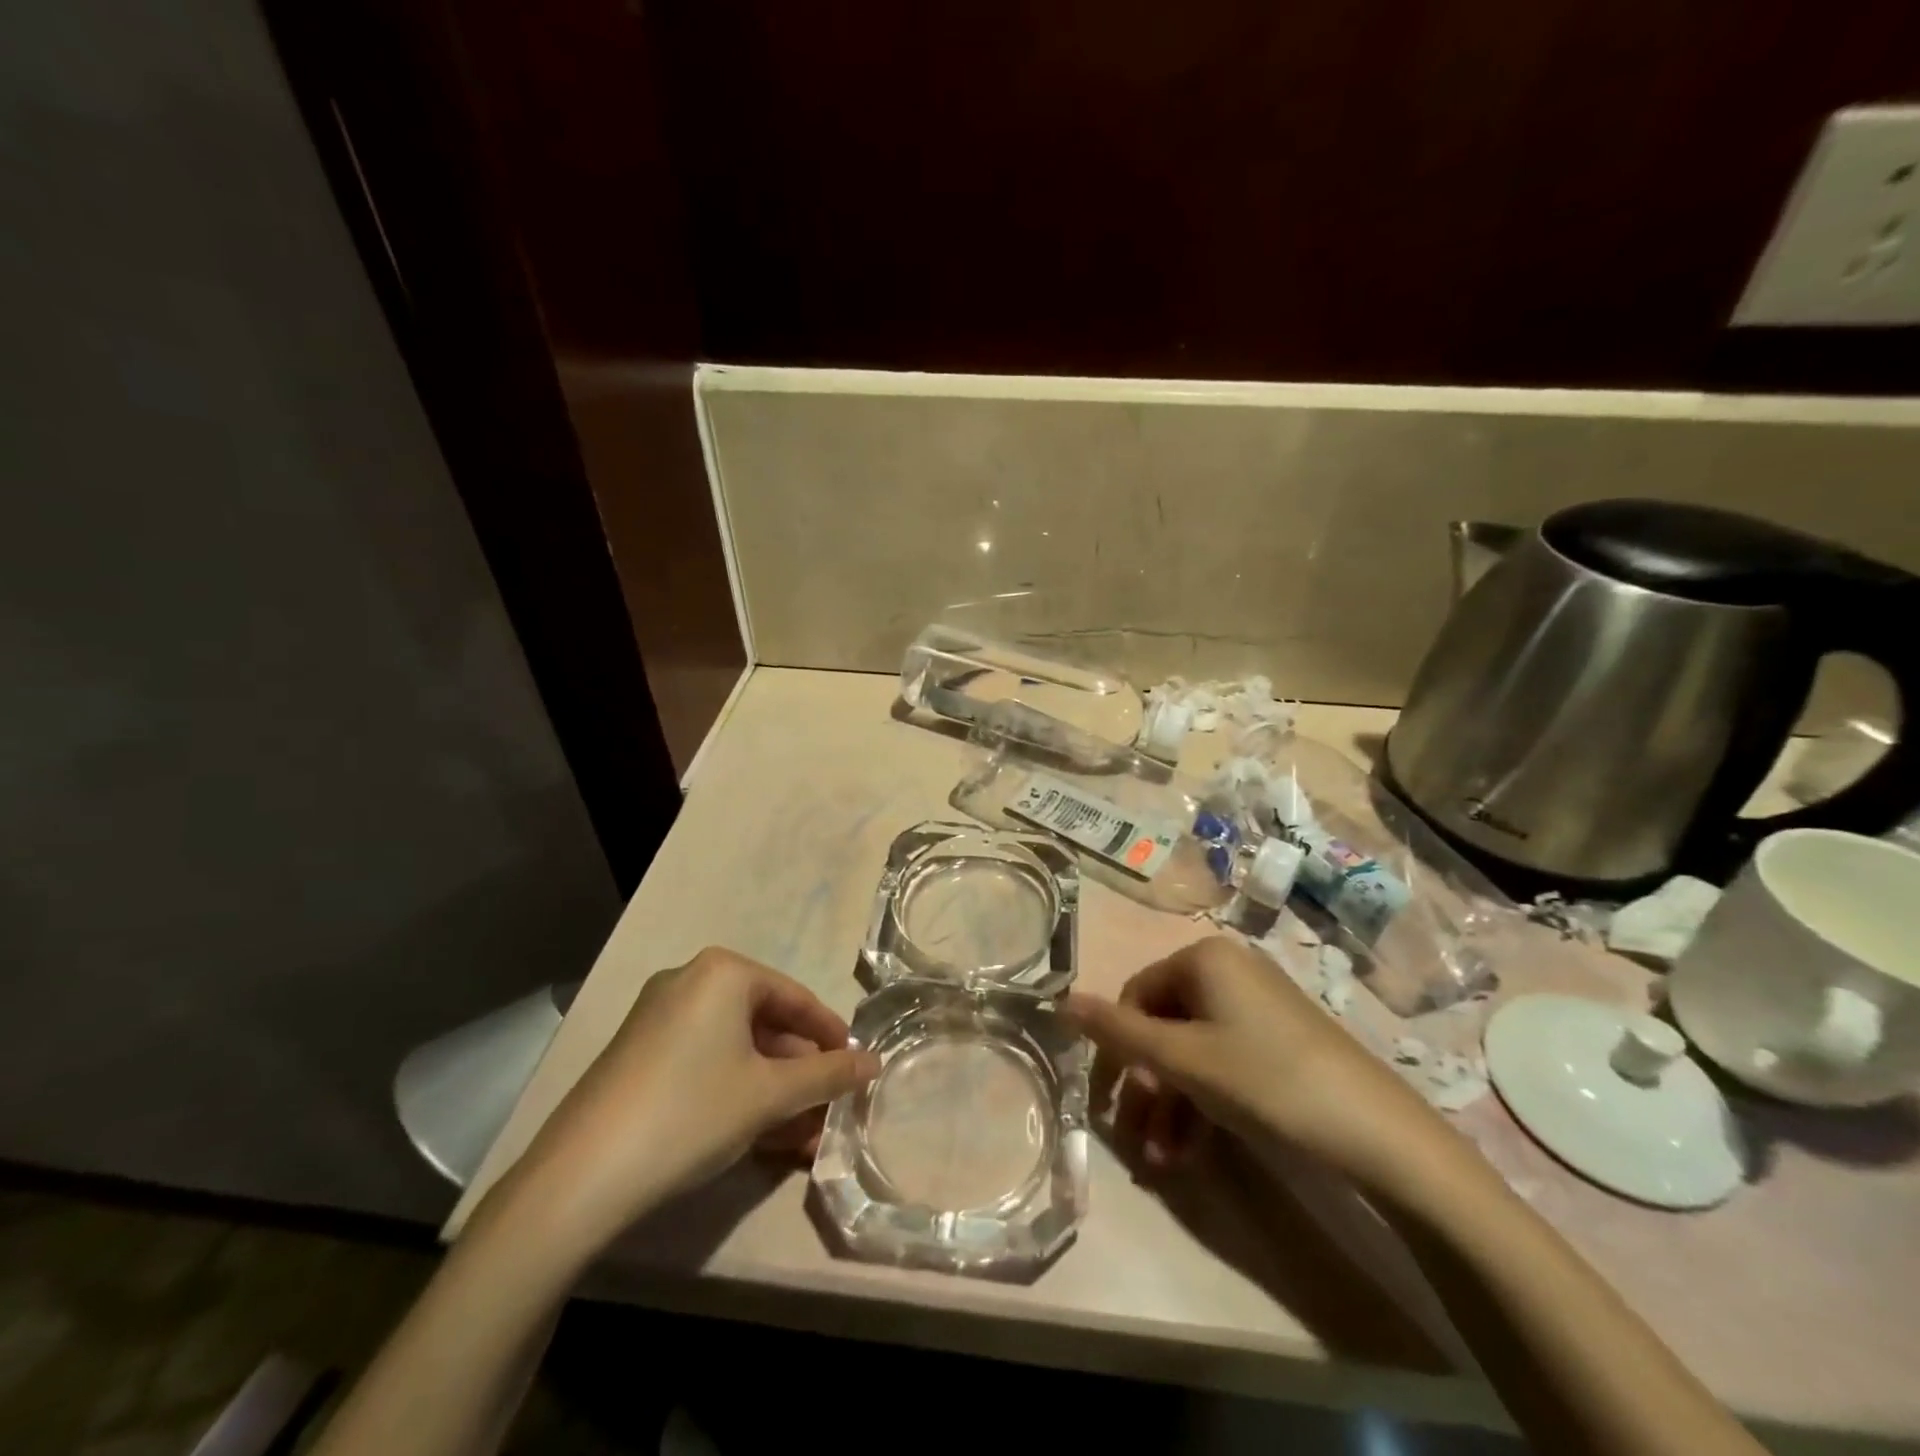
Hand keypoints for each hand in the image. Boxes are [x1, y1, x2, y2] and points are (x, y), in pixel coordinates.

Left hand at [498, 948, 879, 1259]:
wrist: (579, 1178)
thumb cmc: (691, 1113)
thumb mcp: (771, 1094)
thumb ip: (828, 1075)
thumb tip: (875, 1063)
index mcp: (723, 972)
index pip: (796, 998)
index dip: (831, 1036)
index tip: (855, 1069)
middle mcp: (689, 980)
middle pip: (765, 1023)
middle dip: (799, 1072)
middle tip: (826, 1110)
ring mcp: (658, 1017)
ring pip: (735, 1048)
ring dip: (772, 1089)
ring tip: (800, 1136)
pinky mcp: (638, 1054)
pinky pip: (704, 1062)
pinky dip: (735, 1091)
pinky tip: (756, 1135)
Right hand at [1065, 936, 1462, 1200]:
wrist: (1378, 1133)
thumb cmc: (1265, 1081)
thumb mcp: (1182, 1059)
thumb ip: (1118, 1031)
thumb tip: (1061, 998)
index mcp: (1202, 957)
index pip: (1135, 995)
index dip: (1117, 1049)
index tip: (1109, 1102)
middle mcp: (1228, 969)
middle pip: (1164, 1026)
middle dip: (1147, 1089)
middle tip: (1136, 1141)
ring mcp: (1256, 1004)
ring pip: (1193, 1050)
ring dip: (1172, 1106)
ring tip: (1162, 1163)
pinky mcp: (1279, 1038)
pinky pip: (1223, 1061)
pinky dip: (1203, 1102)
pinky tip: (1191, 1151)